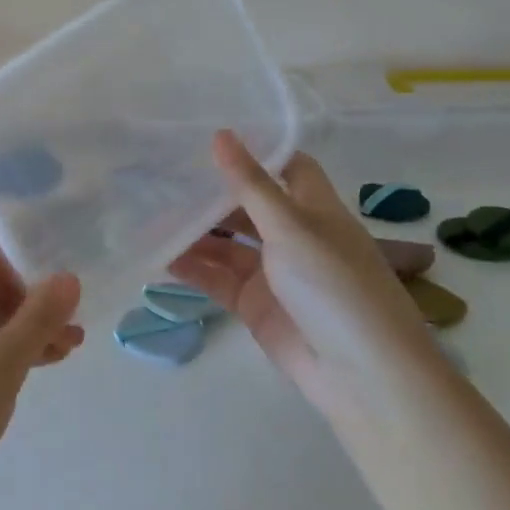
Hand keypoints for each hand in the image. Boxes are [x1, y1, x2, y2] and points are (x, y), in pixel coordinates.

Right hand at [169, 131, 438, 415]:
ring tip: (148, 215)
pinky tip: (158, 256)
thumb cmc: (335, 285)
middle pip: (245, 205)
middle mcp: (293, 235)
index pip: (285, 167)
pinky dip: (191, 268)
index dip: (254, 151)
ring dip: (193, 232)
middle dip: (209, 194)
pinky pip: (216, 278)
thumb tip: (220, 134)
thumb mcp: (291, 226)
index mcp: (314, 209)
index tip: (208, 136)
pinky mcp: (254, 304)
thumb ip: (250, 184)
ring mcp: (272, 272)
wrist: (361, 375)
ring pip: (225, 243)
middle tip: (160, 175)